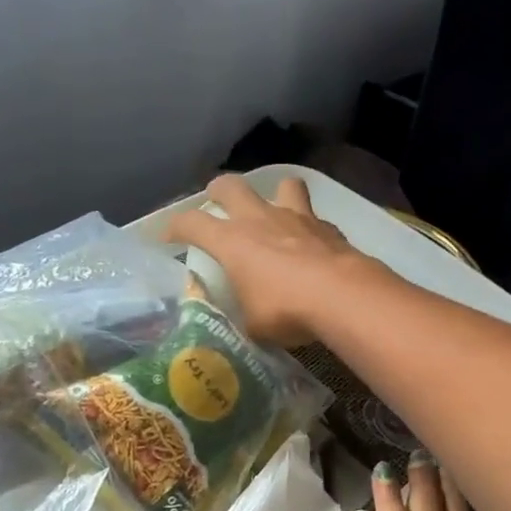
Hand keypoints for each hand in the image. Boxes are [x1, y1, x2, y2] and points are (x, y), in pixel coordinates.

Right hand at [164, 174, 374, 346]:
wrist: (342, 296)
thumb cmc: (286, 310)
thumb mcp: (252, 325)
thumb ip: (241, 316)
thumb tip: (241, 323)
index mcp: (232, 241)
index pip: (191, 223)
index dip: (175, 227)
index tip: (168, 237)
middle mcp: (260, 219)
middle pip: (231, 186)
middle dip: (218, 192)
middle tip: (216, 203)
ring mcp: (297, 218)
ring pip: (282, 185)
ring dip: (274, 194)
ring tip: (273, 212)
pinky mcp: (328, 227)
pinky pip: (314, 217)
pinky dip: (309, 228)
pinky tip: (312, 246)